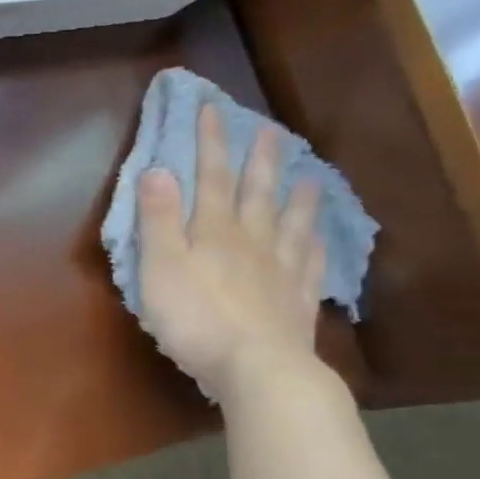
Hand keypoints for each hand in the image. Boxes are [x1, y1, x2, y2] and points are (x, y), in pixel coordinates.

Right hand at [135, 102, 324, 402]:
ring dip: (297, 199)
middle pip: (256, 194)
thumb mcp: (161, 267)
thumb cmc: (195, 318)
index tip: (212, 109)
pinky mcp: (297, 303)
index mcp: (214, 232)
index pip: (212, 178)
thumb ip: (158, 220)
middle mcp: (252, 242)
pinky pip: (310, 266)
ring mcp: (281, 272)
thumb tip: (158, 169)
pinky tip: (321, 240)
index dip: (211, 143)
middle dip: (259, 161)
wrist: (257, 368)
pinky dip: (316, 247)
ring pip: (291, 225)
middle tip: (270, 130)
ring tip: (308, 177)